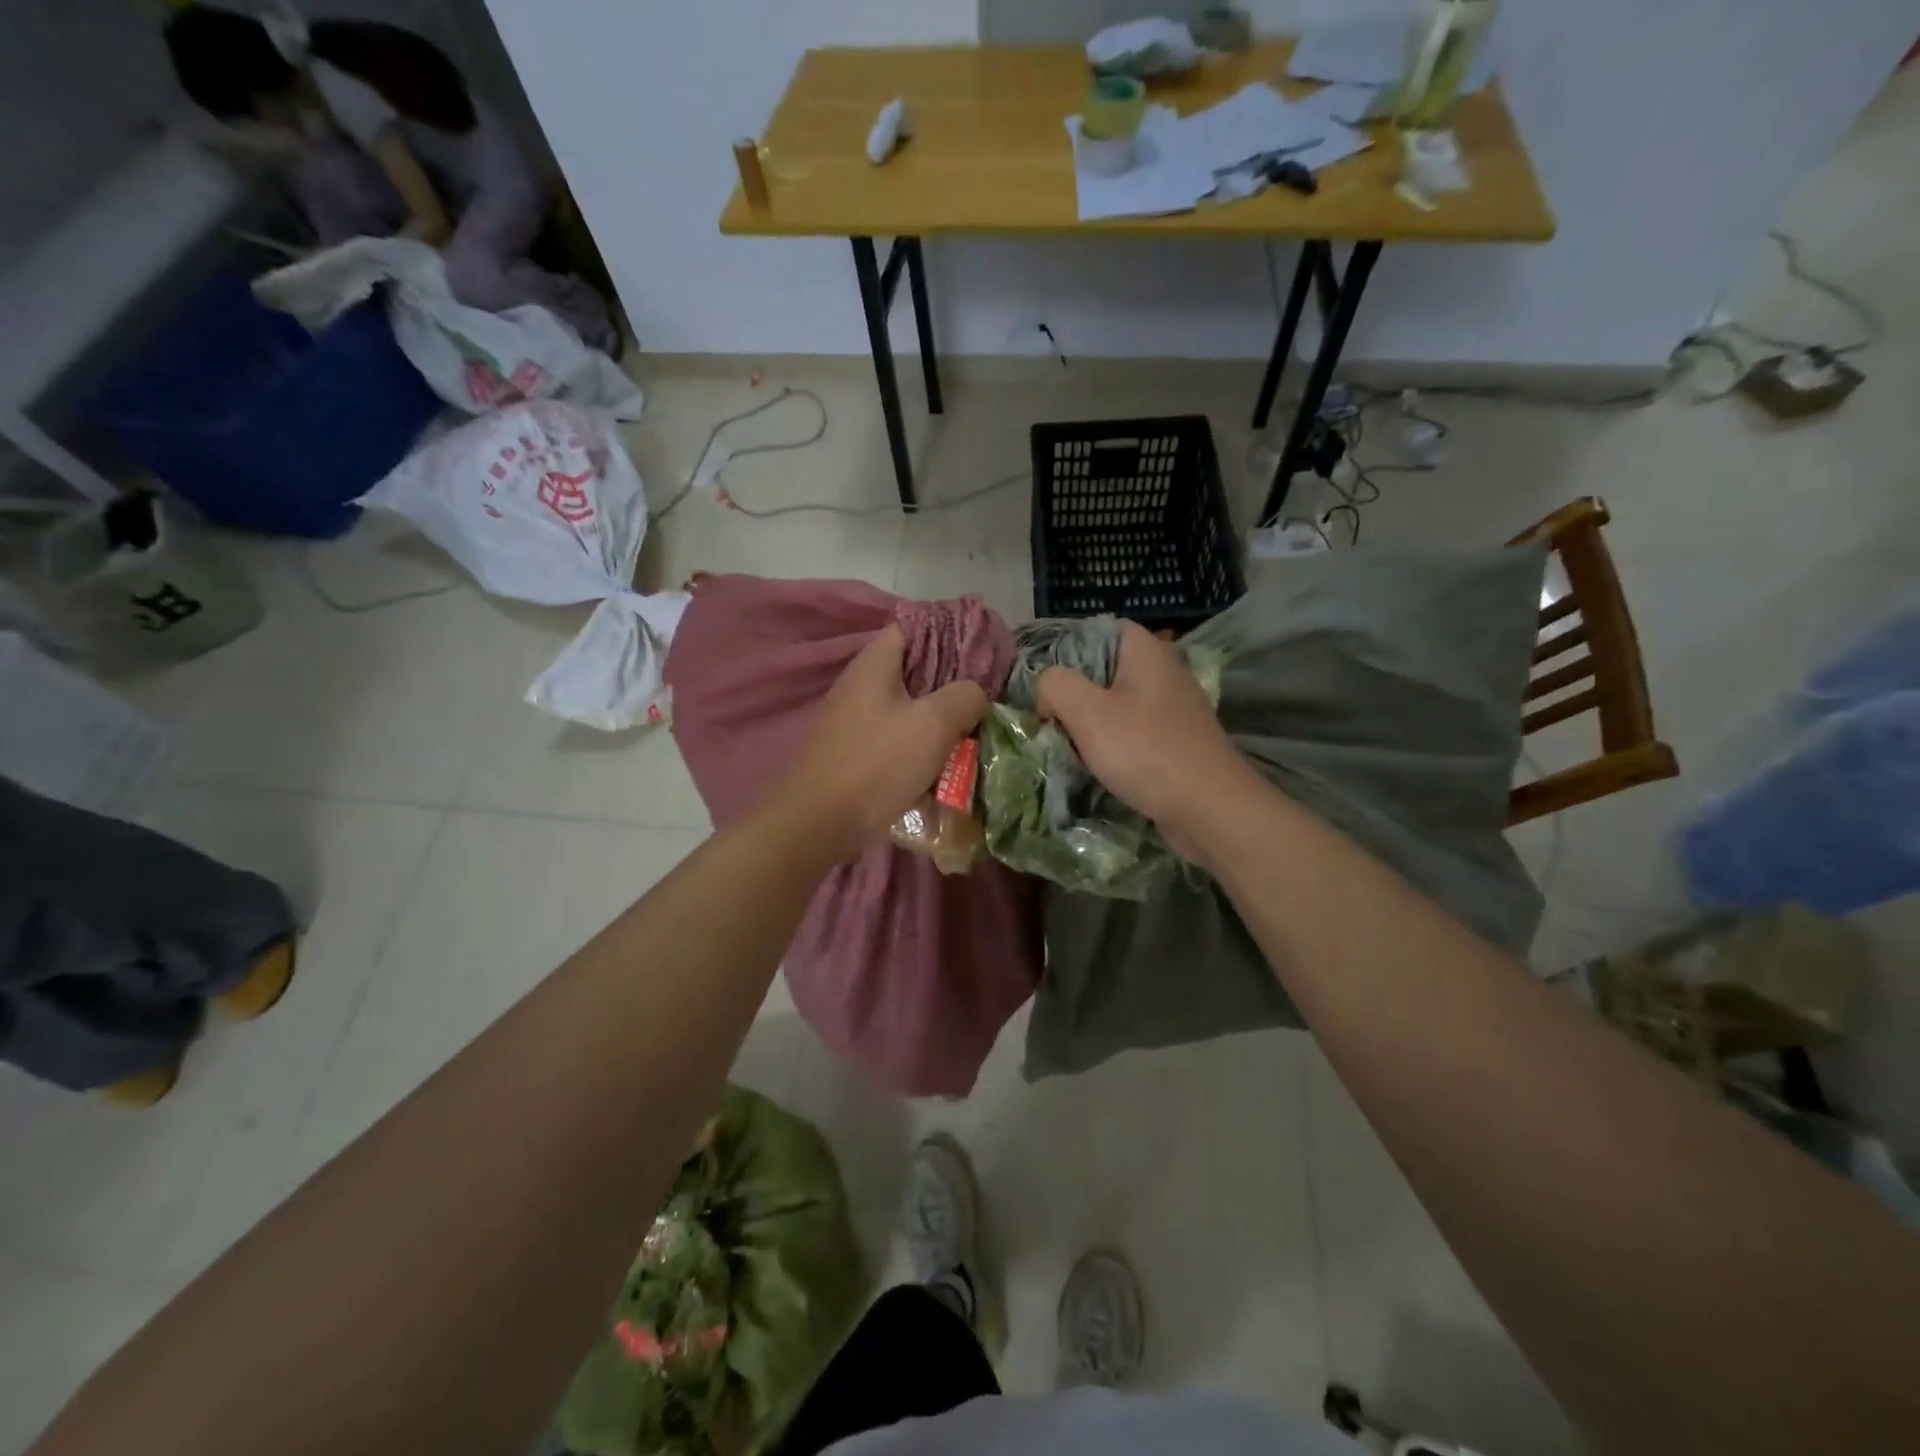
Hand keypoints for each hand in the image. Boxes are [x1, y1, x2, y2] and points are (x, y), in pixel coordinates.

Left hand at [764, 626, 987, 862]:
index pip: (913, 627)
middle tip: (984, 697)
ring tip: (969, 730)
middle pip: (912, 669)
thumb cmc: (876, 764)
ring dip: (937, 717)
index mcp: (874, 664)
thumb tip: (975, 691)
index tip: (981, 653)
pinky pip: (894, 736)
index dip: (949, 633)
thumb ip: (963, 697)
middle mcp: (860, 685)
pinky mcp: (853, 751)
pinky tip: (941, 762)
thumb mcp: (932, 725)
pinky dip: (918, 743)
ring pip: (906, 706)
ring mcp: (853, 719)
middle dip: (950, 682)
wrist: (817, 823)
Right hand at [1035, 622, 1252, 858]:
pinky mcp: (1176, 740)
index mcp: (1145, 650)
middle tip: (1050, 720)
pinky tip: (1099, 766)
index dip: (1063, 653)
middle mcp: (1163, 670)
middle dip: (1073, 694)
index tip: (1043, 686)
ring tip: (1069, 746)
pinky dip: (1113, 745)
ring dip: (1090, 725)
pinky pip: (1133, 732)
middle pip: (1102, 670)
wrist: (1209, 808)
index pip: (1095, 631)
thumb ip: (1054, 685)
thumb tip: (1047, 689)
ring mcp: (1173, 707)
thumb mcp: (1086, 711)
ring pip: (1116, 704)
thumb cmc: (1145, 750)